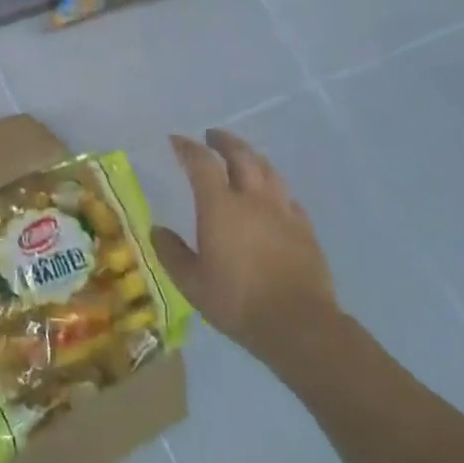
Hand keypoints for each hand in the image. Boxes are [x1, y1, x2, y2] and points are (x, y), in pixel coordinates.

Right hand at [150, 129, 340, 373]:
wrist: (300, 326)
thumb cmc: (238, 302)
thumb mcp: (191, 283)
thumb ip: (171, 253)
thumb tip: (157, 230)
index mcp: (220, 206)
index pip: (201, 162)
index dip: (187, 147)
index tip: (176, 140)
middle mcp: (252, 199)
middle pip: (241, 155)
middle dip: (224, 141)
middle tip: (212, 136)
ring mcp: (283, 213)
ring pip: (269, 171)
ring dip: (253, 157)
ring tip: (244, 157)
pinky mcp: (306, 230)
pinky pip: (289, 198)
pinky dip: (276, 189)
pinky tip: (274, 198)